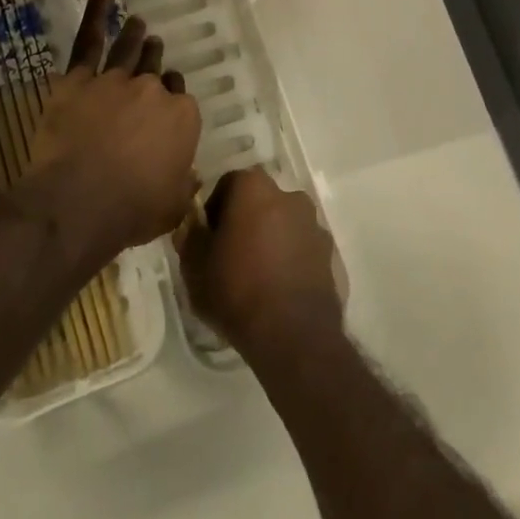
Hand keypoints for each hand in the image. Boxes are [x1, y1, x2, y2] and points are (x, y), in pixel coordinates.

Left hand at [28, 0, 202, 249]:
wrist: (80, 200)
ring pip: (129, 50)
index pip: (180, 97)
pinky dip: (96, 12)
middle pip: (156, 69)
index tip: (166, 101)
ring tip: (138, 23)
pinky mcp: (79, 79)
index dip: (172, 98)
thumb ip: (183, 185)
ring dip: (135, 35)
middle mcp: (152, 91)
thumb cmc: (132, 210)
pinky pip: (89, 39)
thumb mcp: (172, 206)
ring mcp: (115, 80)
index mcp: (181, 118)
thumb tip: (190, 176)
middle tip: (153, 48)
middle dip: (155, 59)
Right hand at [180, 168, 342, 359]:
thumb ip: (190, 238)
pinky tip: (278, 287)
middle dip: (245, 220)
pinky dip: (290, 258)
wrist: (292, 334)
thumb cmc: (236, 290)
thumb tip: (191, 226)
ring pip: (283, 223)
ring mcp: (313, 223)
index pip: (228, 184)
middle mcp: (288, 195)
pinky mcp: (329, 253)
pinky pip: (302, 247)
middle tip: (230, 254)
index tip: (208, 237)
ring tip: (256, 274)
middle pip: (259, 201)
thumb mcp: (195, 267)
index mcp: (254, 188)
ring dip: (270, 238)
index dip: (214, 209)